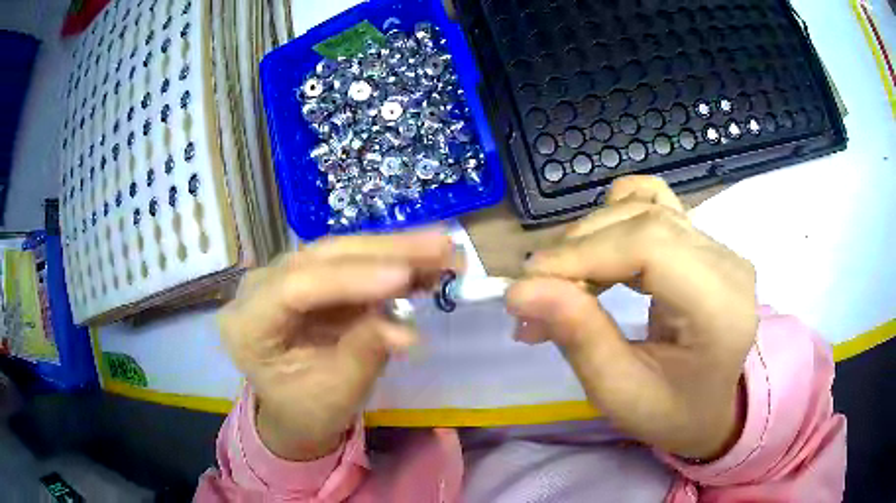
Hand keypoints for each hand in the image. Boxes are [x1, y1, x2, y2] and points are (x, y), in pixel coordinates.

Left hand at [218, 230, 456, 460]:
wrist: (297, 407)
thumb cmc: (308, 408)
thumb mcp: (335, 394)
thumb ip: (363, 356)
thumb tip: (405, 330)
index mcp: (247, 325)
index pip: (295, 288)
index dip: (350, 279)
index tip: (403, 278)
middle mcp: (258, 288)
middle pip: (320, 257)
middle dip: (384, 251)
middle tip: (440, 246)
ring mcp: (283, 275)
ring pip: (340, 250)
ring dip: (394, 248)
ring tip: (443, 247)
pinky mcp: (310, 274)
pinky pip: (352, 260)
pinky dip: (391, 260)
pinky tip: (425, 260)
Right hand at [506, 176, 756, 459]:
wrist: (712, 407)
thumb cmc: (671, 412)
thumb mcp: (619, 392)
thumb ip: (578, 337)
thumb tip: (521, 290)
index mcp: (719, 307)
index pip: (650, 246)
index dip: (584, 253)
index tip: (530, 282)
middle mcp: (726, 263)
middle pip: (644, 220)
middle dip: (579, 248)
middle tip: (537, 292)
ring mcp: (719, 247)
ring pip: (645, 208)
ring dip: (592, 236)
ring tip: (565, 279)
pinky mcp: (705, 242)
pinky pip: (657, 205)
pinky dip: (617, 216)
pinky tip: (601, 248)